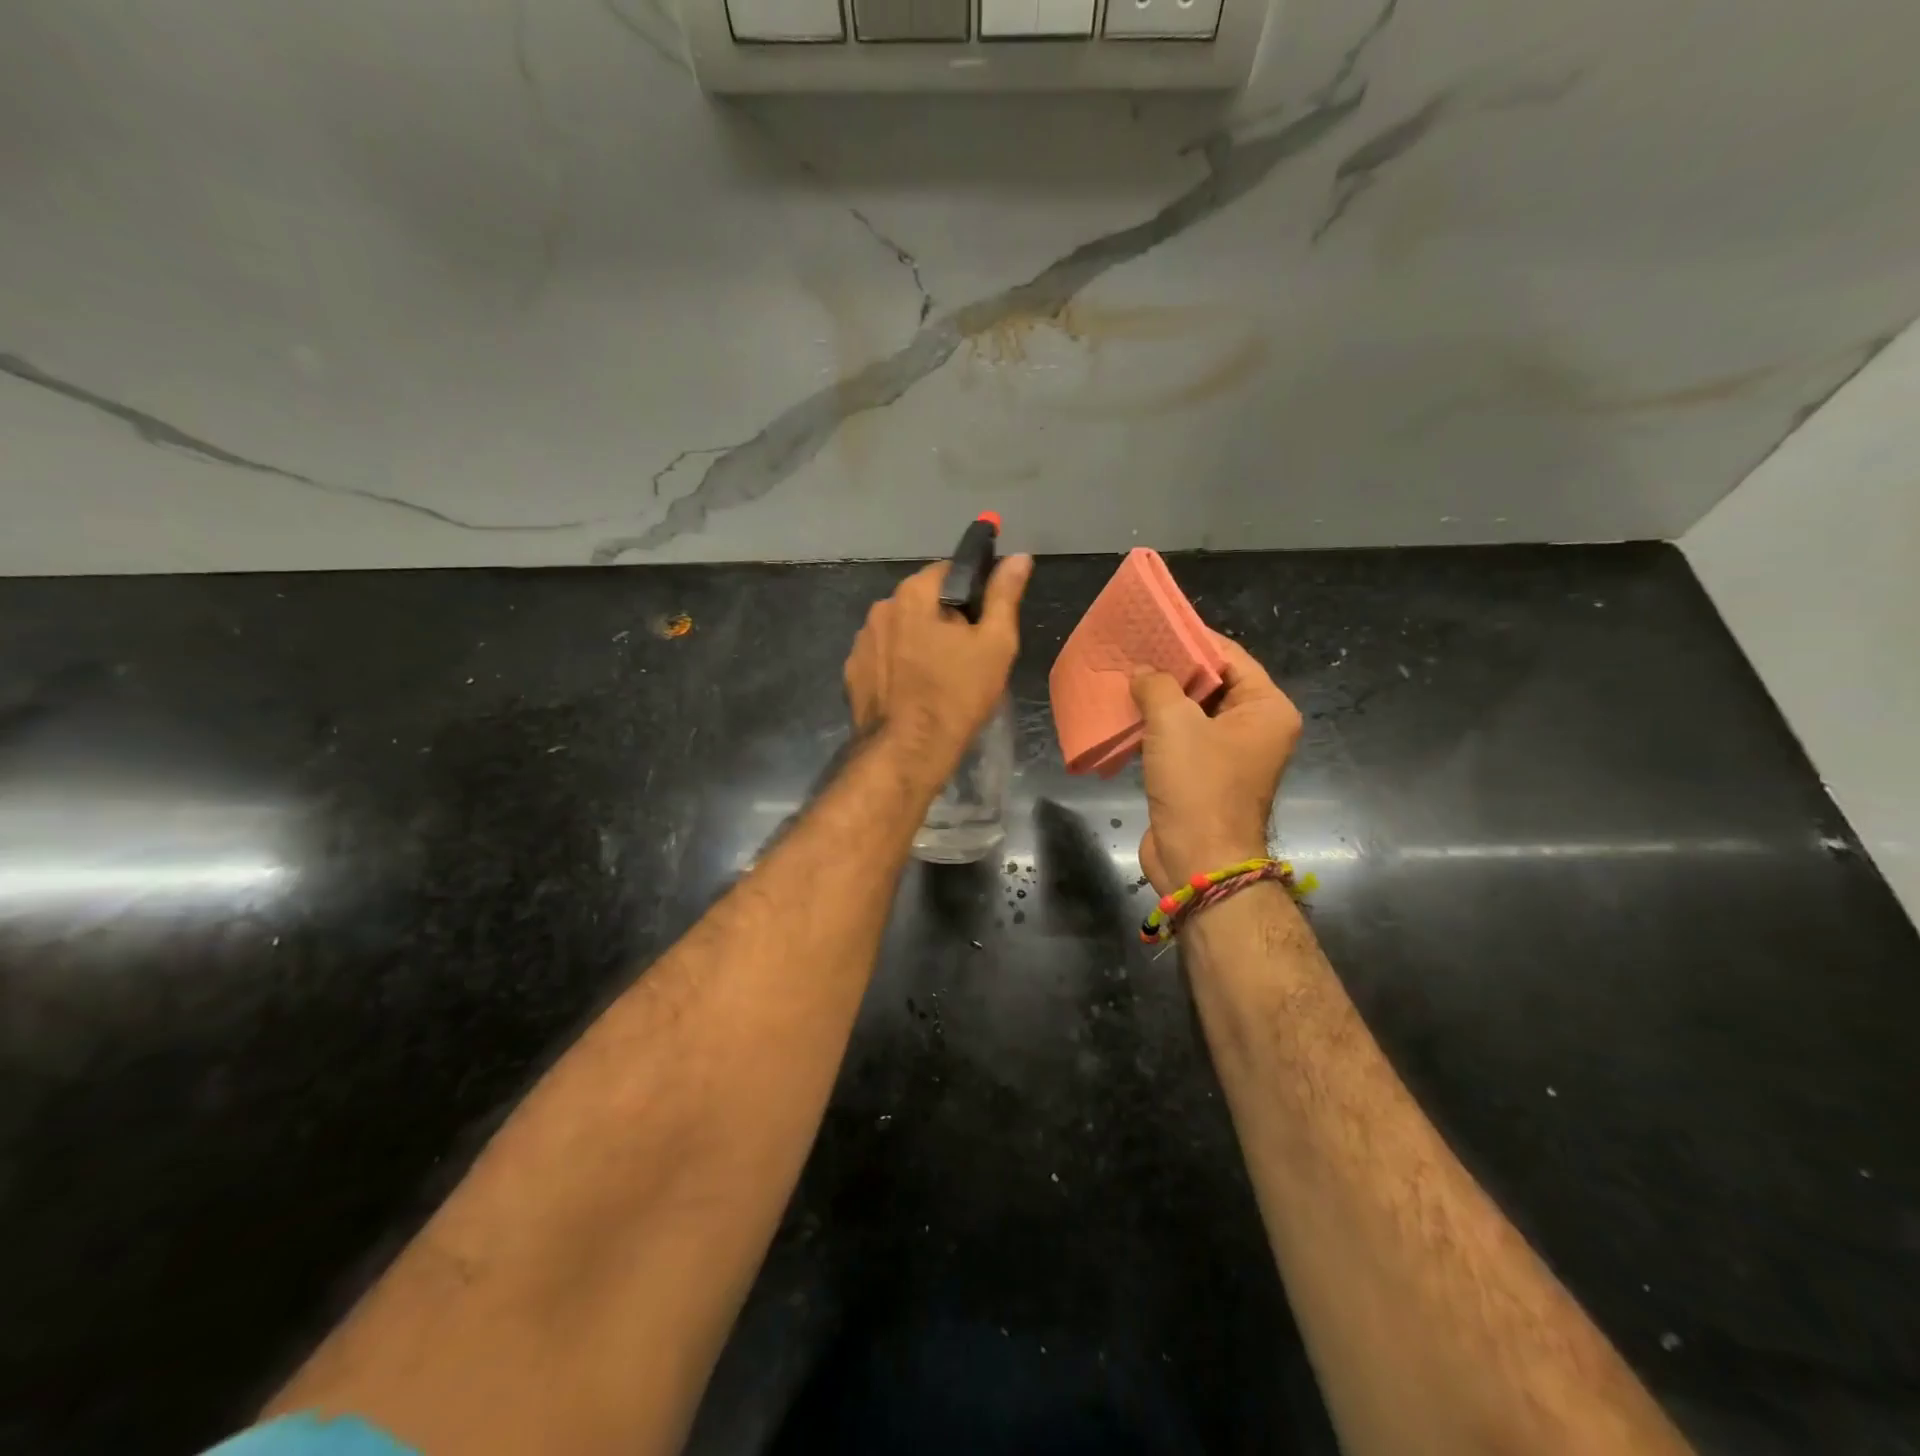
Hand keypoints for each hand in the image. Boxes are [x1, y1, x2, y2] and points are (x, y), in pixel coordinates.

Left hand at [844, 554, 1032, 784]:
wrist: (907, 752)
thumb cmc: (957, 695)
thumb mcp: (995, 643)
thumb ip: (1004, 595)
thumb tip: (1019, 557)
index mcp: (914, 593)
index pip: (949, 571)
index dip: (973, 592)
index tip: (985, 621)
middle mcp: (881, 608)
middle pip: (922, 601)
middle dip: (944, 618)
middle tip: (968, 654)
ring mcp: (861, 641)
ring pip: (901, 630)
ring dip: (918, 641)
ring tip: (939, 676)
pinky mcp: (852, 672)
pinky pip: (883, 657)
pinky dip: (898, 665)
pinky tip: (913, 691)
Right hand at [1131, 633, 1301, 893]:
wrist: (1198, 861)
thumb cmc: (1198, 785)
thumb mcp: (1174, 722)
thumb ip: (1157, 685)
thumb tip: (1143, 672)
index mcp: (1266, 709)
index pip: (1230, 657)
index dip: (1193, 639)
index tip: (1156, 625)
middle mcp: (1254, 728)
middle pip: (1212, 683)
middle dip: (1173, 667)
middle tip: (1134, 648)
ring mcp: (1229, 754)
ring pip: (1193, 712)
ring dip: (1161, 697)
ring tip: (1124, 675)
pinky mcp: (1203, 774)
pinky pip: (1180, 738)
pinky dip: (1157, 725)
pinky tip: (1126, 712)